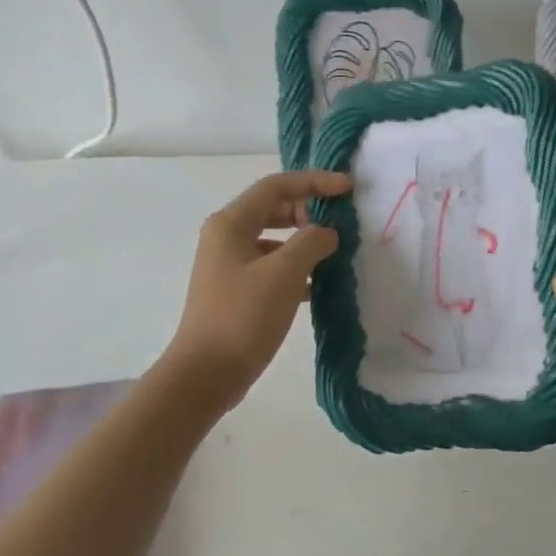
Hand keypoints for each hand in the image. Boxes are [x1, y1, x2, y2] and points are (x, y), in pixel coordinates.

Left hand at [161, 169, 351, 411]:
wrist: (207, 373)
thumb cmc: (243, 317)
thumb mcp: (284, 273)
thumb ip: (311, 242)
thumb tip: (326, 233)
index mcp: (231, 224)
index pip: (276, 186)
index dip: (314, 182)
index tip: (348, 189)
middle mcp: (226, 238)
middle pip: (274, 210)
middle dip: (309, 212)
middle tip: (341, 225)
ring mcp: (229, 267)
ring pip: (274, 241)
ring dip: (304, 243)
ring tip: (335, 256)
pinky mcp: (236, 292)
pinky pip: (271, 269)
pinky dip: (295, 270)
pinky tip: (318, 287)